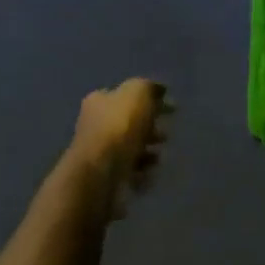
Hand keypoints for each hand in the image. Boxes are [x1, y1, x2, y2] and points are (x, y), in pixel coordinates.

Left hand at [69, 79, 172, 221]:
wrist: (101, 173)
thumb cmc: (119, 127)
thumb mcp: (138, 93)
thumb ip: (149, 88)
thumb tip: (159, 90)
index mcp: (99, 101)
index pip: (125, 95)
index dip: (149, 100)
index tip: (170, 109)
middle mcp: (94, 124)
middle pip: (128, 123)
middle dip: (150, 128)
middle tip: (166, 134)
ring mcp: (98, 153)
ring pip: (130, 148)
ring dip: (147, 152)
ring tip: (159, 157)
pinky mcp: (104, 177)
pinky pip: (129, 171)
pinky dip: (142, 172)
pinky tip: (149, 174)